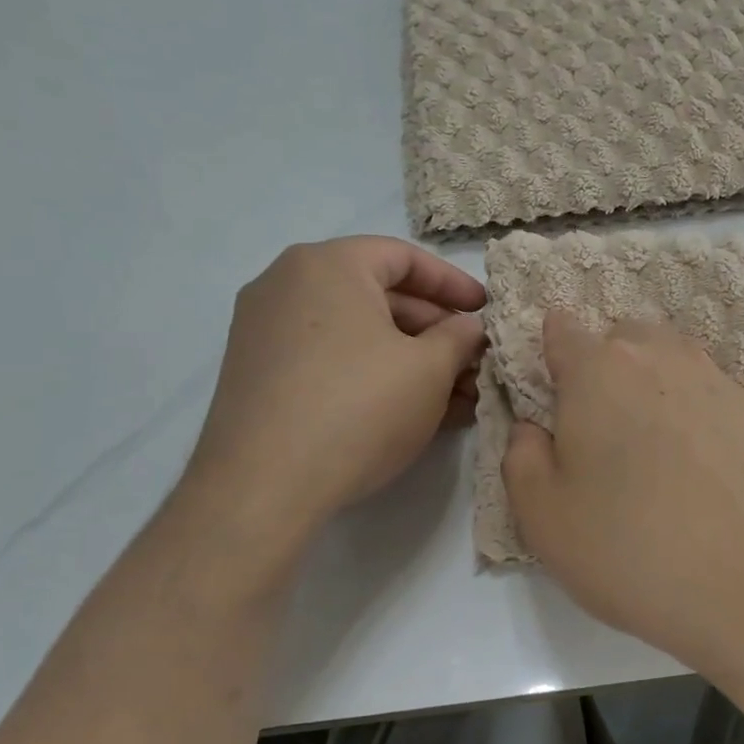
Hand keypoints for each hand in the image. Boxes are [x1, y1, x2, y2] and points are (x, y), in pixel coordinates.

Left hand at [185, 237, 485, 531]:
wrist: (263, 487)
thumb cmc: (359, 408)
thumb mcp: (429, 369)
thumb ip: (459, 338)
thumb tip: (467, 329)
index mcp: (328, 265)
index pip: (404, 257)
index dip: (453, 284)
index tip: (485, 312)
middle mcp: (287, 285)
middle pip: (379, 295)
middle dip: (435, 331)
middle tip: (474, 362)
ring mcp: (266, 331)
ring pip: (357, 333)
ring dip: (411, 358)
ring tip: (457, 396)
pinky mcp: (259, 374)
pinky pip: (330, 359)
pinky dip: (373, 374)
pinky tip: (414, 411)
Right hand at [502, 313, 743, 672]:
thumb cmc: (634, 549)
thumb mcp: (544, 518)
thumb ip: (522, 458)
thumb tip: (534, 427)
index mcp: (599, 370)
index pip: (561, 328)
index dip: (550, 356)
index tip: (553, 399)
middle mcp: (661, 357)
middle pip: (622, 339)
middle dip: (604, 370)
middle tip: (604, 435)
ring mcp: (719, 381)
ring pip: (671, 363)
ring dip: (654, 389)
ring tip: (655, 452)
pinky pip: (713, 397)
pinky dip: (699, 418)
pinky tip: (704, 472)